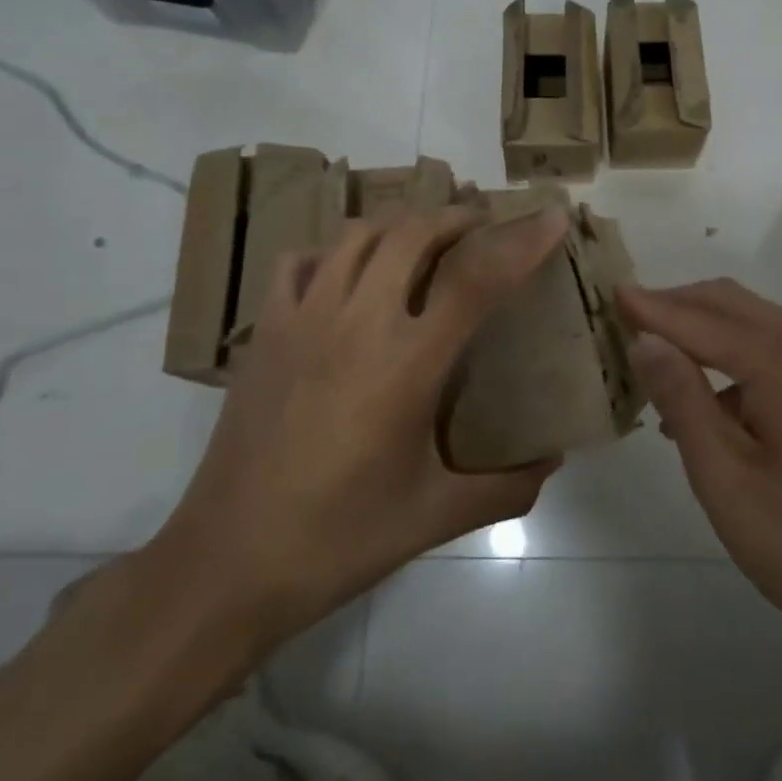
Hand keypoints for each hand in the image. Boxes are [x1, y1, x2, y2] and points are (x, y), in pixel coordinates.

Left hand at [155, 206, 569, 645]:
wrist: (228, 564)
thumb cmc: (342, 539)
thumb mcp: (437, 516)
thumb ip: (507, 488)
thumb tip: (552, 462)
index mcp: (408, 364)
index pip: (476, 279)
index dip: (520, 241)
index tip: (551, 218)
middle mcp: (357, 324)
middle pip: (413, 233)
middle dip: (457, 216)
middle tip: (483, 226)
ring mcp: (304, 321)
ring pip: (358, 236)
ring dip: (401, 224)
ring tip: (424, 239)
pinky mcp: (265, 332)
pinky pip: (301, 261)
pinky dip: (335, 250)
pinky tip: (349, 273)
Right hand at [617, 279, 781, 698]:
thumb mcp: (725, 477)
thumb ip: (682, 398)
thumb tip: (645, 339)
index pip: (701, 319)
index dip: (651, 307)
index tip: (609, 291)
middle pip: (731, 304)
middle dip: (676, 305)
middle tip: (624, 317)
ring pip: (754, 324)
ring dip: (703, 331)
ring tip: (653, 359)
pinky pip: (777, 351)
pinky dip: (734, 358)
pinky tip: (704, 401)